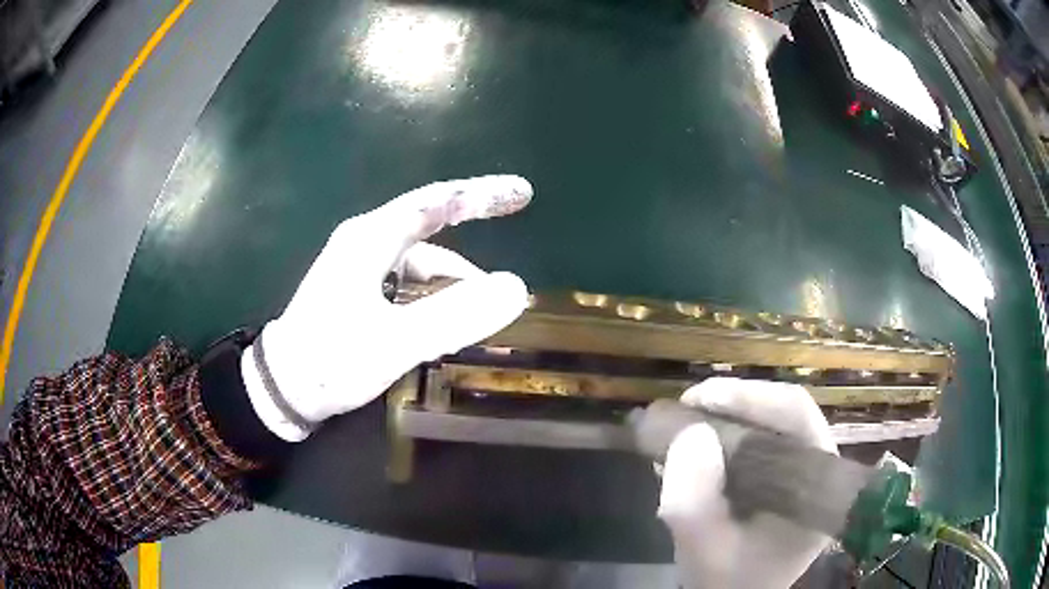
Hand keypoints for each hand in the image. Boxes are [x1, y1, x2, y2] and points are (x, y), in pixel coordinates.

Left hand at [241, 175, 532, 440]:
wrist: (284, 389)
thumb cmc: (332, 361)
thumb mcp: (395, 342)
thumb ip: (454, 316)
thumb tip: (514, 287)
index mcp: (371, 239)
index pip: (436, 201)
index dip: (482, 194)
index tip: (523, 193)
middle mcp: (366, 243)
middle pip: (431, 225)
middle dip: (474, 230)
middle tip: (514, 237)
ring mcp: (361, 267)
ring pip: (421, 262)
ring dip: (453, 281)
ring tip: (483, 311)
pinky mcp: (359, 290)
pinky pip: (408, 282)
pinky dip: (433, 296)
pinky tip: (447, 321)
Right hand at [657, 378, 836, 588]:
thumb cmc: (727, 581)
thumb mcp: (702, 550)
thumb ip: (693, 501)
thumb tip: (692, 432)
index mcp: (816, 486)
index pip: (796, 416)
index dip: (748, 397)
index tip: (697, 400)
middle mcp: (816, 469)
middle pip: (783, 414)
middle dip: (731, 404)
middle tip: (685, 409)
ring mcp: (799, 472)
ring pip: (768, 425)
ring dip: (724, 418)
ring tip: (682, 427)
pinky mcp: (780, 477)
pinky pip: (756, 443)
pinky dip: (723, 437)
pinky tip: (692, 447)